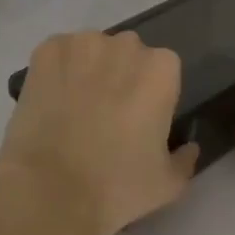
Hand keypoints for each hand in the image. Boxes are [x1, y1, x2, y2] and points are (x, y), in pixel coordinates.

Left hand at [0, 31, 199, 234]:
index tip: (138, 120)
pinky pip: (58, 53)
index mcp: (161, 69)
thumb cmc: (117, 187)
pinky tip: (50, 101)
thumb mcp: (168, 184)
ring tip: (73, 109)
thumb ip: (185, 159)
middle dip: (120, 76)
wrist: (50, 191)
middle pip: (127, 54)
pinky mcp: (46, 50)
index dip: (151, 94)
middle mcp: (125, 45)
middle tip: (106, 115)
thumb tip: (188, 147)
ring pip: (91, 51)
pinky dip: (56, 71)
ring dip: (88, 70)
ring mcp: (82, 44)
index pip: (163, 70)